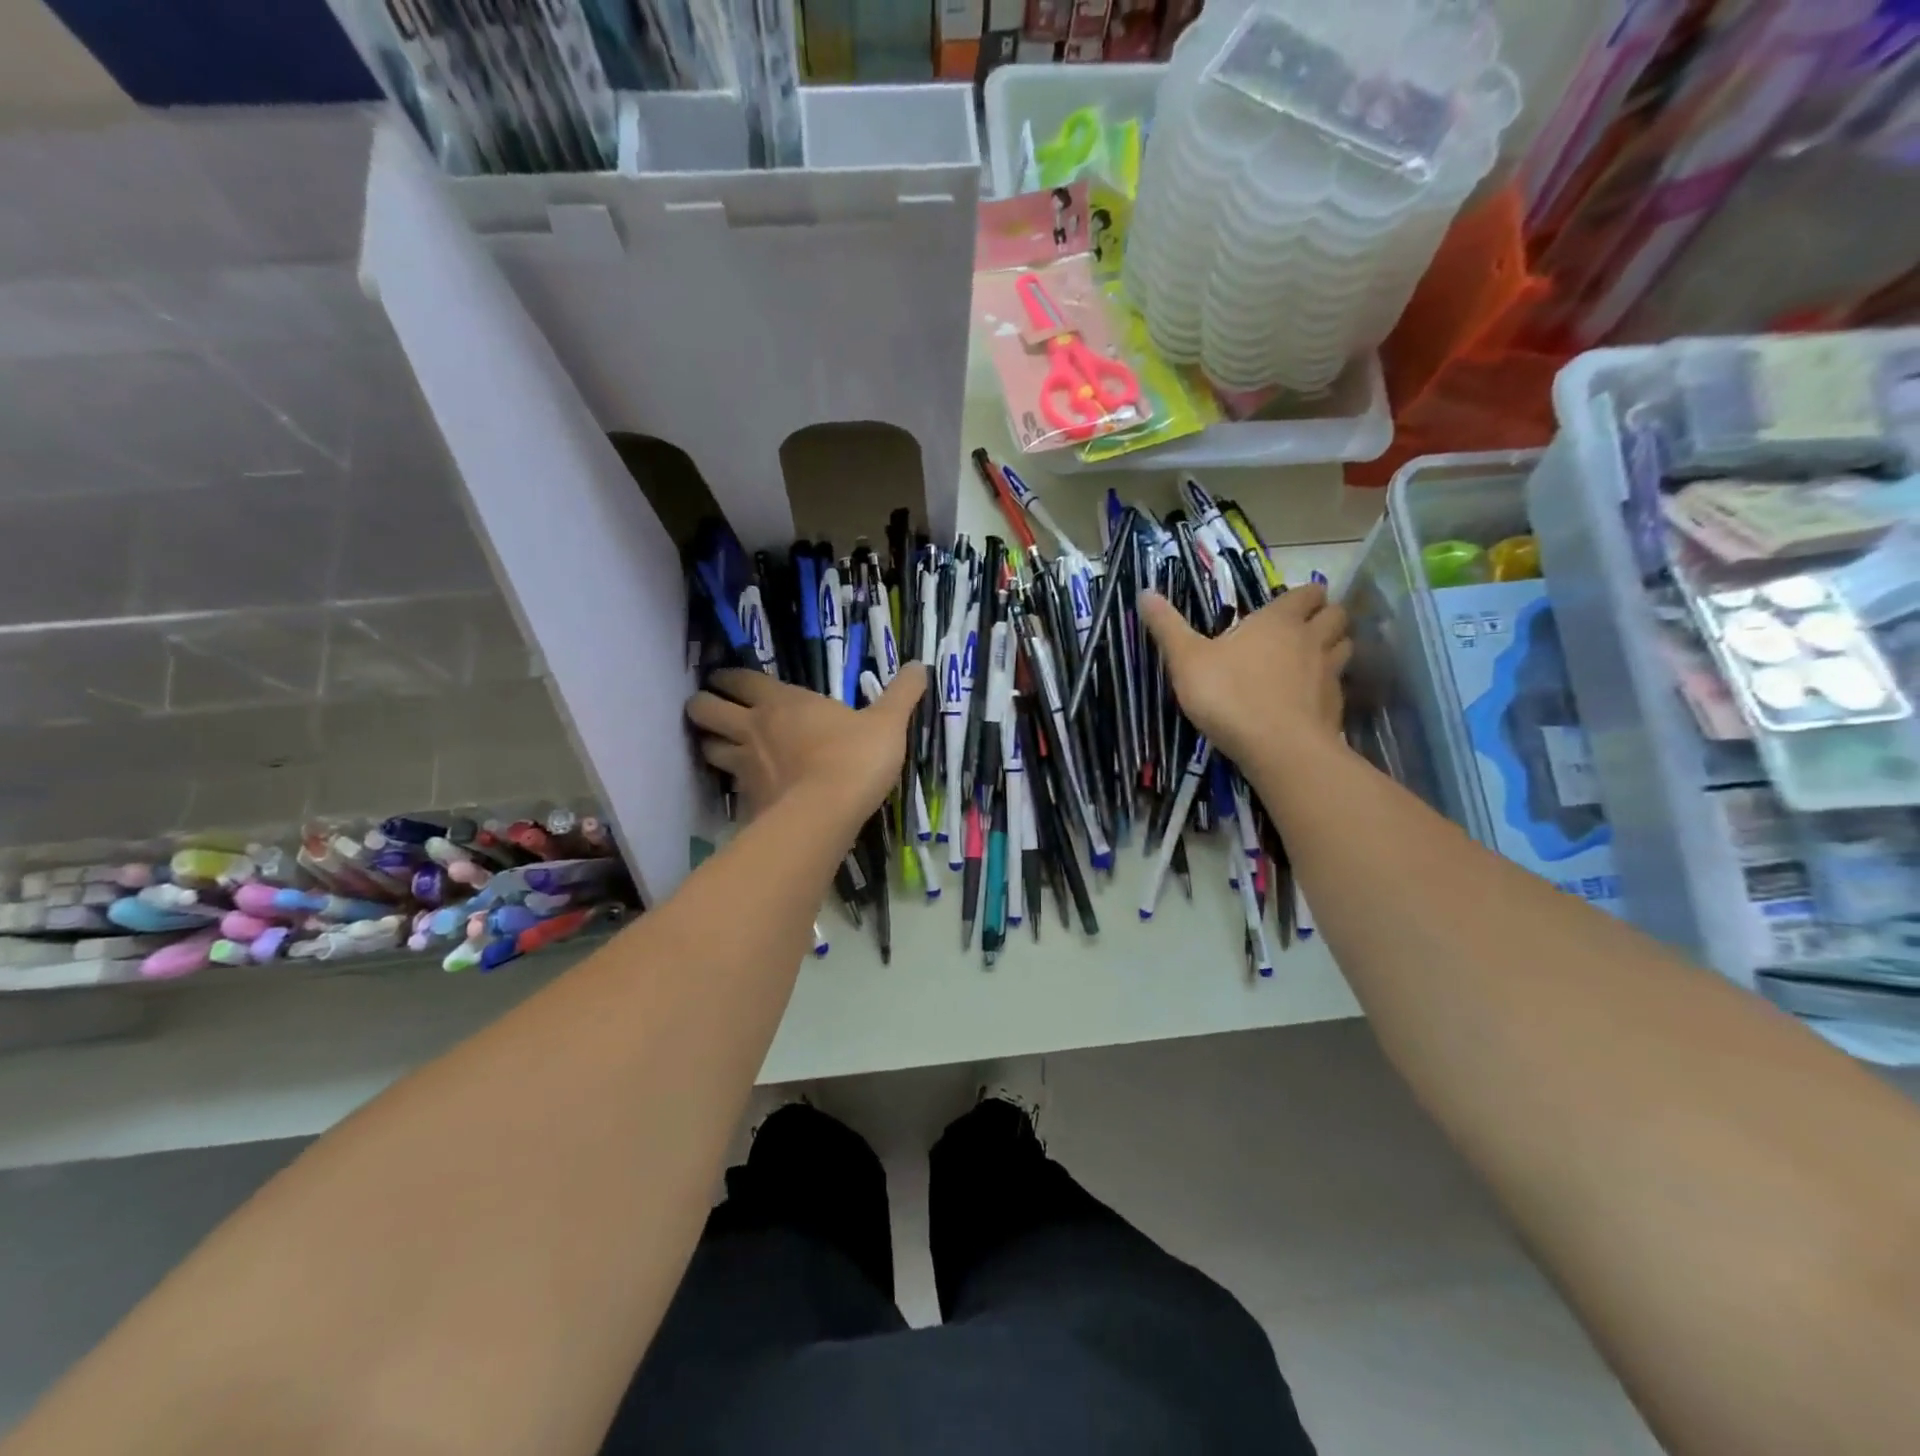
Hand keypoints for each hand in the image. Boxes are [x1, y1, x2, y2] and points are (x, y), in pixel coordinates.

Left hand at [687, 668, 925, 823]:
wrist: (828, 813)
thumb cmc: (855, 758)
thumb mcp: (888, 722)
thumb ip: (902, 694)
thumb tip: (920, 665)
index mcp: (781, 702)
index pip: (739, 679)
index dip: (728, 677)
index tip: (725, 678)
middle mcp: (753, 728)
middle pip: (704, 710)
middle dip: (703, 706)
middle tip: (714, 709)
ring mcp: (744, 766)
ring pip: (707, 747)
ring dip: (711, 744)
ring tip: (723, 747)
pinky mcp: (746, 801)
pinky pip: (728, 787)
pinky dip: (730, 784)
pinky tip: (745, 789)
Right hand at [1140, 584, 1350, 769]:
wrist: (1278, 749)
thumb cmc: (1229, 695)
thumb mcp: (1187, 660)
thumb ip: (1168, 627)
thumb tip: (1145, 593)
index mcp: (1278, 621)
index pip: (1307, 593)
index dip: (1302, 595)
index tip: (1287, 604)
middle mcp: (1311, 640)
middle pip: (1336, 615)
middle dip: (1325, 615)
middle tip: (1304, 627)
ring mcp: (1329, 674)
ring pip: (1345, 646)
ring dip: (1334, 646)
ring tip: (1312, 657)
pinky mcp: (1335, 707)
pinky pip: (1339, 684)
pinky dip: (1329, 685)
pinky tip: (1310, 698)